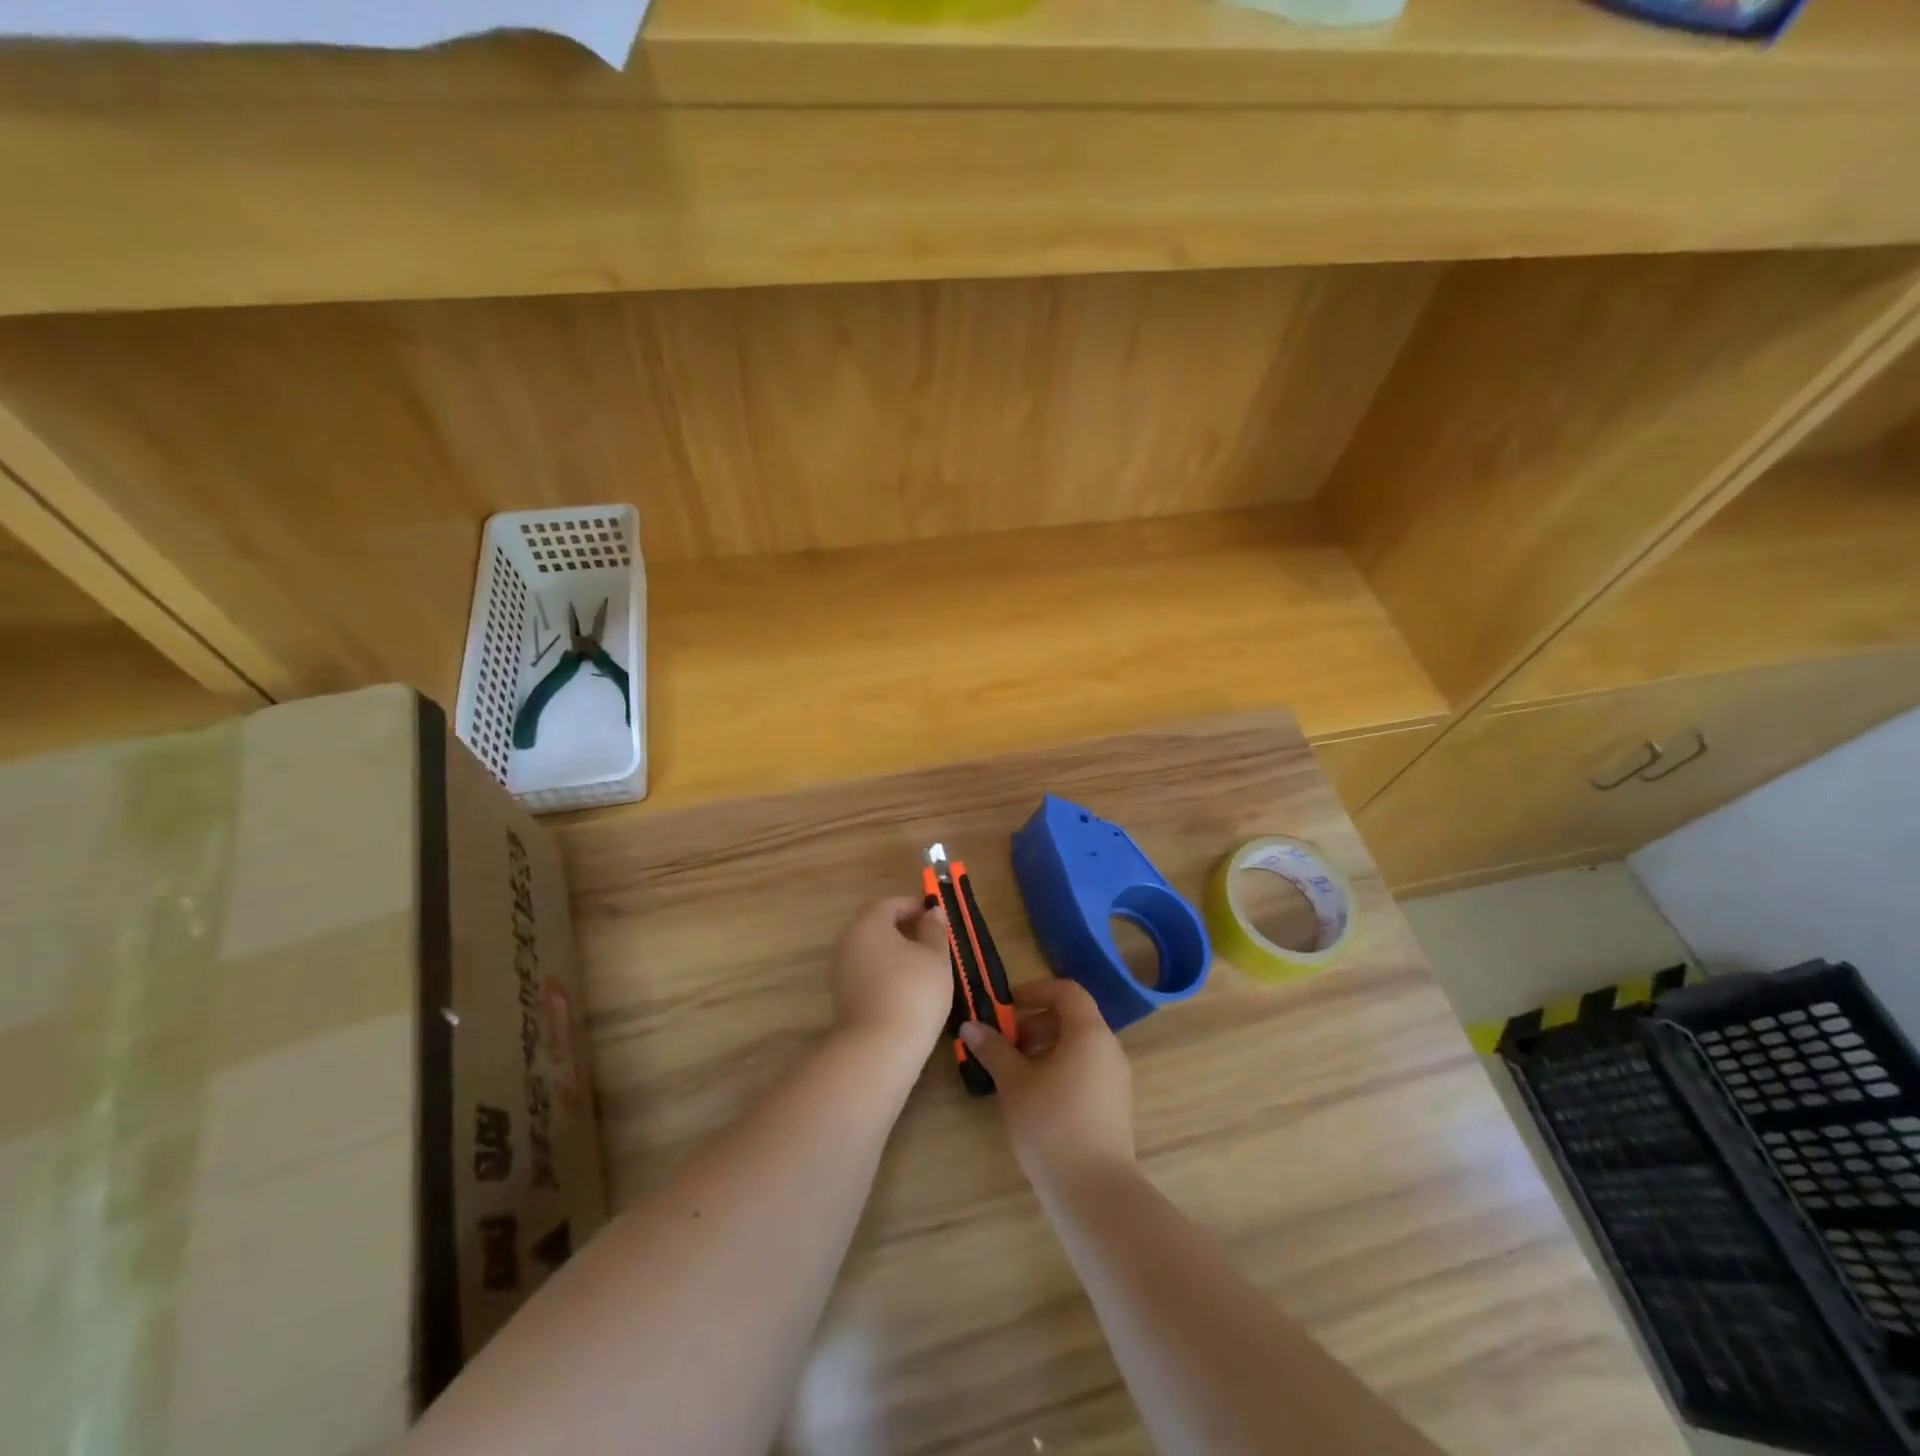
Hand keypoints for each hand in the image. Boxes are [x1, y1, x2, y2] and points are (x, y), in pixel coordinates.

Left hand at [829, 896, 952, 1054]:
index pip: (890, 904)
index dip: (914, 906)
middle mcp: (848, 942)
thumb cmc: (913, 991)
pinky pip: (867, 973)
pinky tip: (908, 988)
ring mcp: (841, 971)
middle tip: (933, 939)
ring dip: (896, 952)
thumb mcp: (936, 956)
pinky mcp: (843, 997)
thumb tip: (932, 912)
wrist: (879, 1048)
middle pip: (877, 926)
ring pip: (872, 951)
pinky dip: (887, 972)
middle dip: (905, 928)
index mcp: (868, 924)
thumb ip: (934, 930)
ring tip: (925, 965)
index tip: (936, 915)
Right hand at [958, 978, 1134, 1194]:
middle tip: (1005, 1042)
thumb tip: (970, 1026)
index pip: (1067, 991)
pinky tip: (1036, 1096)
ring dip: (1046, 1047)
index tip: (1006, 1007)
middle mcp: (1109, 1048)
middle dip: (1036, 1022)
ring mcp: (1116, 1078)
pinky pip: (1086, 1069)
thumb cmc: (1051, 1124)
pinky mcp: (1114, 1105)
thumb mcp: (1014, 1083)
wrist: (1094, 1191)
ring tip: (1015, 1072)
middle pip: (1073, 1018)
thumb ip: (994, 1049)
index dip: (1035, 991)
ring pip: (1079, 1046)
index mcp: (1089, 1033)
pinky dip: (1060, 1068)